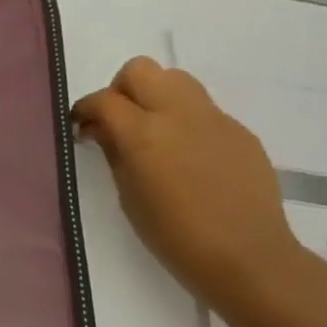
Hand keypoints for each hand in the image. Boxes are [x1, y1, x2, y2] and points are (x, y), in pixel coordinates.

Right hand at [72, 57, 304, 307]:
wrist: (246, 256)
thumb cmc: (175, 237)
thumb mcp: (129, 198)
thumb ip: (114, 153)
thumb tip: (101, 130)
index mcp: (143, 134)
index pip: (104, 100)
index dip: (85, 109)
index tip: (80, 127)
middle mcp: (178, 113)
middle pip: (140, 70)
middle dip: (120, 90)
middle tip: (117, 122)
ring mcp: (213, 118)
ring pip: (175, 79)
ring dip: (155, 95)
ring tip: (152, 132)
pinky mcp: (239, 130)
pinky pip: (203, 109)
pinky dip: (185, 120)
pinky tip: (187, 157)